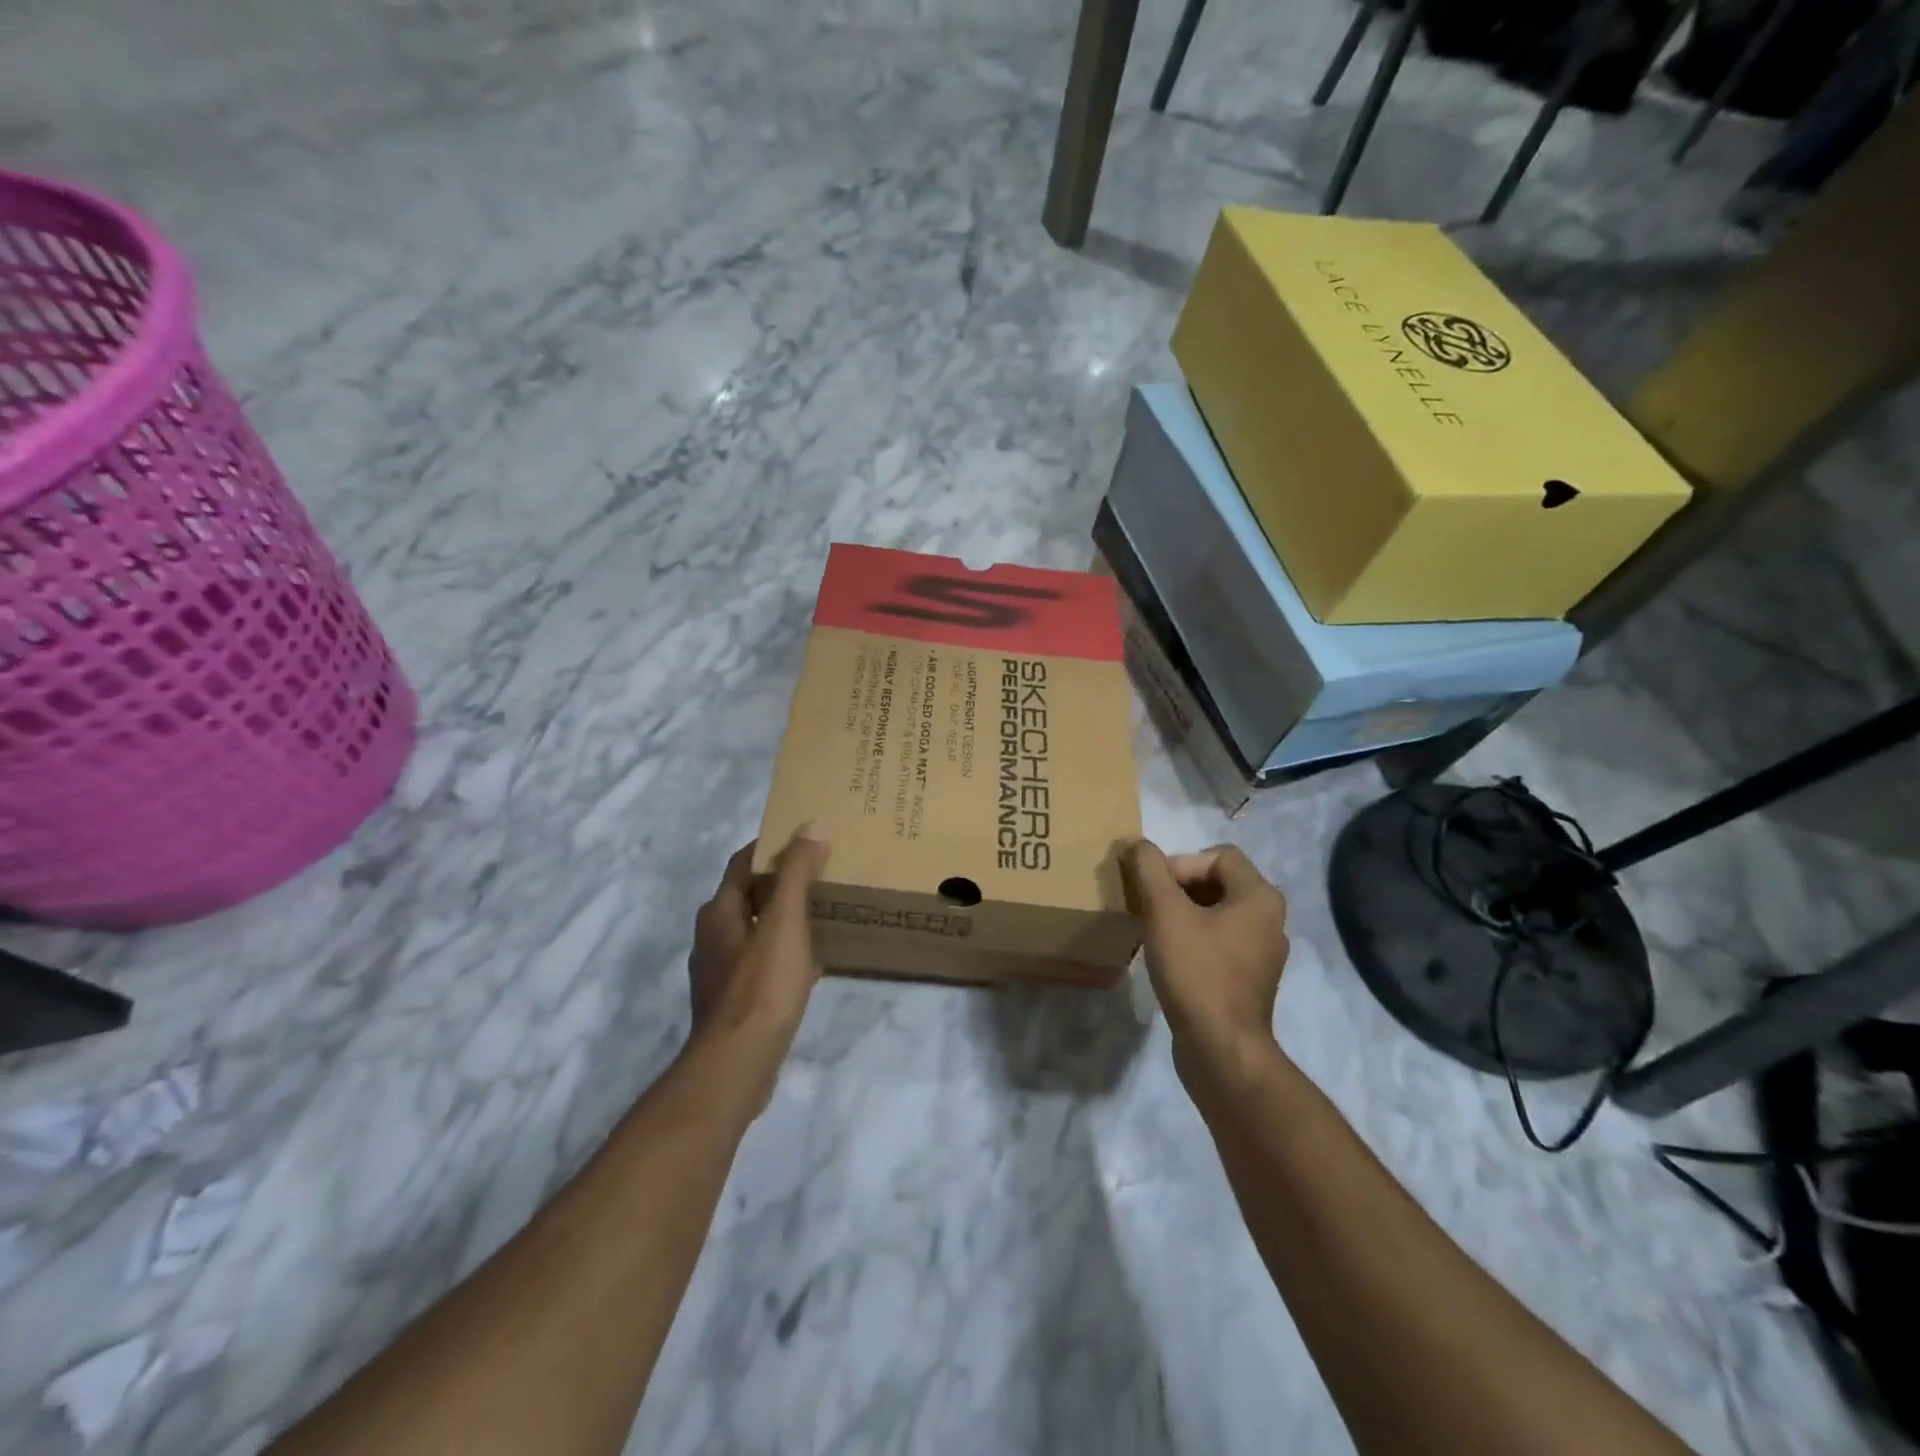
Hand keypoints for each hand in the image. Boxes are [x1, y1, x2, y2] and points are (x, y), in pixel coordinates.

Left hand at [687, 824, 830, 1090]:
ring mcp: (721, 972)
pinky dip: (786, 953)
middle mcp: (713, 936)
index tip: (807, 837)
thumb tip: (811, 826)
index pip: (744, 862)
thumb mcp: (785, 920)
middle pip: (750, 895)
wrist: (738, 1064)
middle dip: (783, 882)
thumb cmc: (761, 985)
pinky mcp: (734, 1002)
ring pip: (757, 930)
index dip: (773, 845)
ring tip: (823, 913)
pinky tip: (813, 964)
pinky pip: (763, 963)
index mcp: (719, 911)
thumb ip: (797, 872)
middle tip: (823, 873)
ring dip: (785, 918)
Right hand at [1122, 839, 1290, 1088]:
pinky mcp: (1250, 980)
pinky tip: (1170, 957)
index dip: (1180, 864)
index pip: (1217, 855)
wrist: (1220, 1049)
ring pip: (1217, 913)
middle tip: (1148, 907)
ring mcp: (1263, 953)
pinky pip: (1220, 942)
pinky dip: (1194, 939)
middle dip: (1178, 888)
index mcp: (1260, 897)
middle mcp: (1270, 920)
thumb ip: (1148, 869)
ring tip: (1154, 930)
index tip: (1155, 890)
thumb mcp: (1165, 912)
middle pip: (1218, 882)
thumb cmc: (1197, 971)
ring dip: (1183, 914)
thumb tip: (1136, 843)